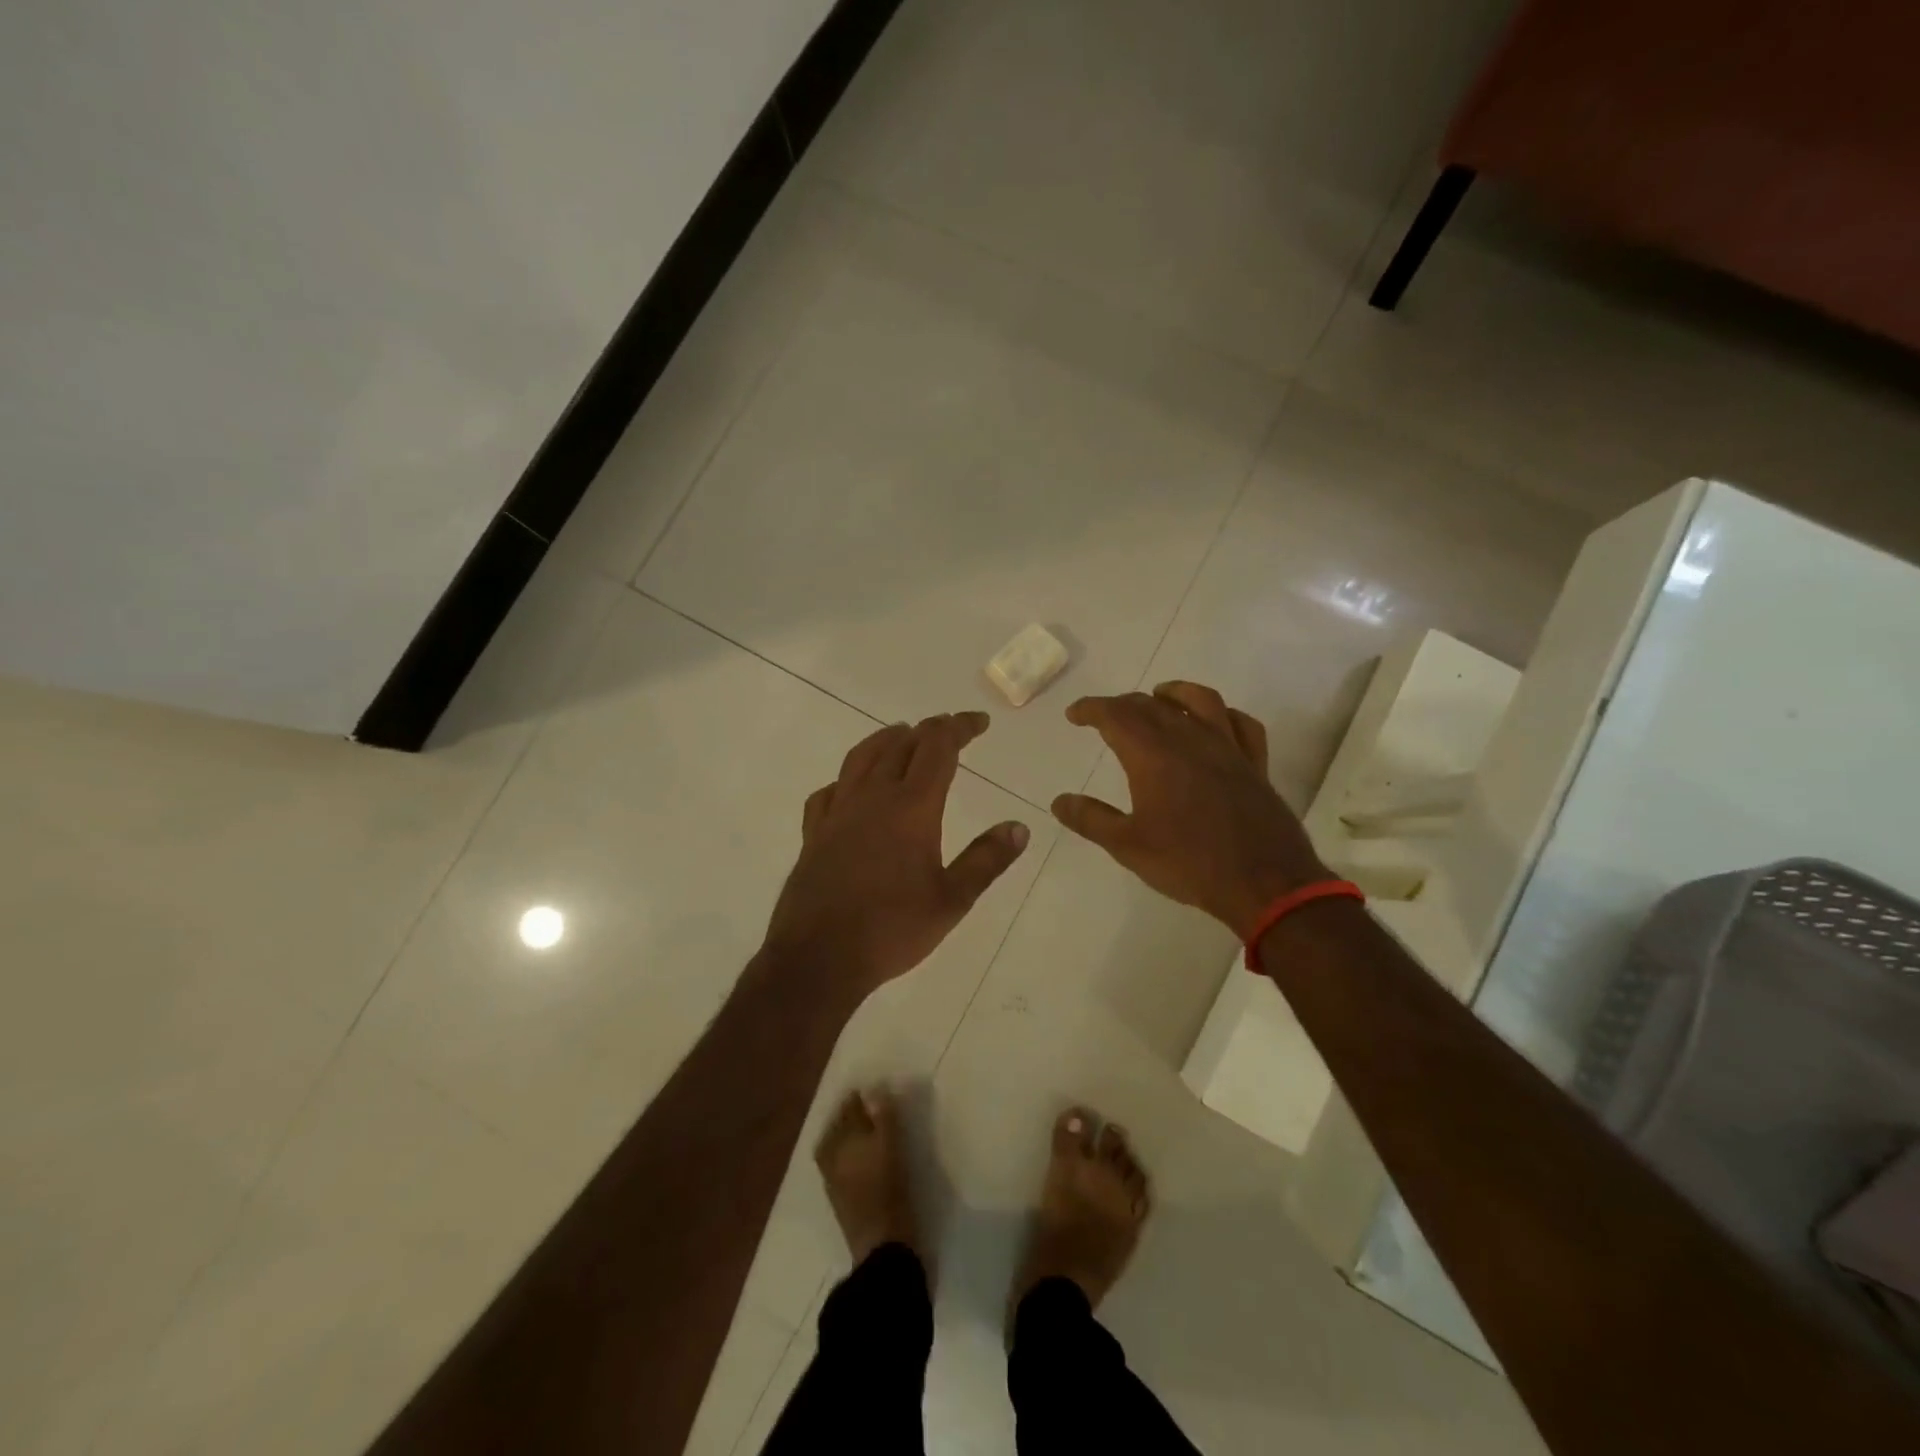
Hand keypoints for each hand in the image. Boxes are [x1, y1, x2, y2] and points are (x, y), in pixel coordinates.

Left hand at [764, 712, 1029, 998]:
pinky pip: (830, 790)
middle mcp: (872, 797)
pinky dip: (847, 778)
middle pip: (901, 744)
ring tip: (901, 735)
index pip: (938, 748)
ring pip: (861, 757)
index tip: (979, 723)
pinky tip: (850, 788)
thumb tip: (1019, 827)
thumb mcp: (952, 900)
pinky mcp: (814, 833)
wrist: (819, 958)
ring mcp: (838, 812)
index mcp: (911, 808)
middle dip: (929, 730)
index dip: (960, 728)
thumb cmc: (892, 929)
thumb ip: (986, 860)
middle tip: (949, 730)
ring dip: (886, 739)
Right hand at [1051, 682, 1327, 939]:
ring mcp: (1227, 748)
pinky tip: (1216, 721)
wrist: (1263, 882)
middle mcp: (1190, 740)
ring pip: (1200, 701)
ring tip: (1159, 696)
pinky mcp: (1254, 764)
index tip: (1075, 714)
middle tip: (1105, 716)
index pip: (1115, 715)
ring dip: (1174, 693)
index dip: (1091, 709)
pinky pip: (1242, 724)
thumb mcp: (1127, 846)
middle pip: (1151, 705)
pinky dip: (1224, 714)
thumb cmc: (1188, 863)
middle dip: (1123, 704)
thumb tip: (1059, 802)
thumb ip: (1091, 819)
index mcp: (1153, 755)